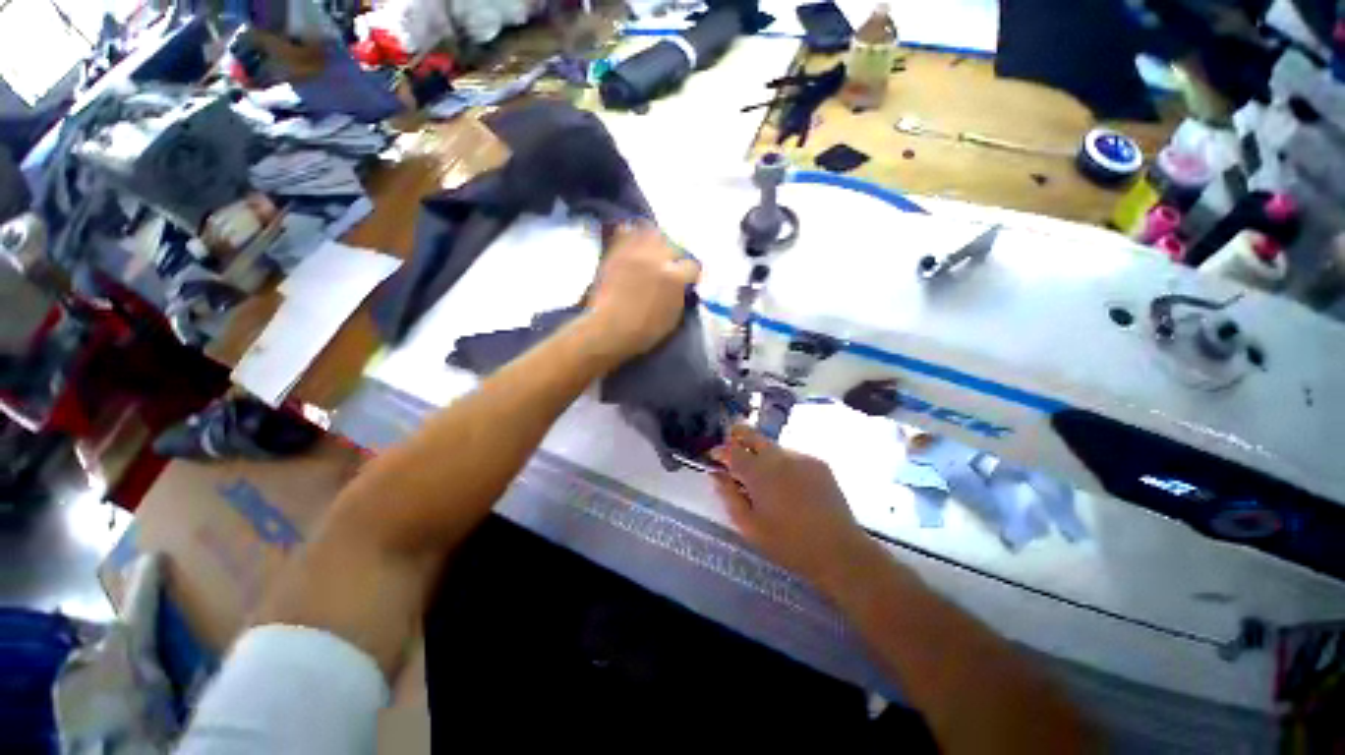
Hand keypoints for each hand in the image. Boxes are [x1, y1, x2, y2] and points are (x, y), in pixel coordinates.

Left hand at [584, 223, 699, 358]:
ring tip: (653, 253)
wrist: (609, 330)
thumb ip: (680, 296)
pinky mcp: (616, 252)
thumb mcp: (672, 318)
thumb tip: (682, 287)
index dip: (691, 275)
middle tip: (670, 268)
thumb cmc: (643, 332)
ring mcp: (635, 253)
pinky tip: (634, 246)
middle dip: (675, 258)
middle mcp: (657, 259)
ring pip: (652, 233)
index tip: (688, 281)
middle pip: (673, 246)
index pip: (692, 266)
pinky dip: (633, 235)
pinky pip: (626, 232)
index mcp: (675, 278)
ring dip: (656, 243)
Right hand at [710, 424, 876, 589]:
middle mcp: (778, 456)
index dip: (720, 452)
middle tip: (732, 450)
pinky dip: (782, 463)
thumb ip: (729, 496)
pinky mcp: (818, 462)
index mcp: (758, 472)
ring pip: (772, 446)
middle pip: (752, 435)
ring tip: (762, 475)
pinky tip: (786, 483)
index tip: (714, 458)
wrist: (838, 550)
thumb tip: (717, 475)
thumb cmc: (787, 543)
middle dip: (737, 437)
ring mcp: (800, 457)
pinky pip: (792, 456)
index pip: (731, 451)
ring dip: (761, 454)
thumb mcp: (749, 526)